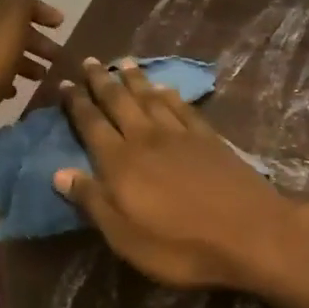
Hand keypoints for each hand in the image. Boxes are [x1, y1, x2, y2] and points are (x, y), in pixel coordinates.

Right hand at [53, 58, 296, 291]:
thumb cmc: (181, 246)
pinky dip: (170, 95)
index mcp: (120, 164)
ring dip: (135, 80)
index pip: (91, 126)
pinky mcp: (210, 138)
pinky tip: (165, 88)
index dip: (76, 105)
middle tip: (90, 61)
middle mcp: (146, 139)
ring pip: (150, 98)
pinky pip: (182, 107)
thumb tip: (58, 172)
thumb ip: (93, 201)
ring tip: (123, 63)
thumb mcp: (126, 237)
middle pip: (119, 103)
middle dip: (102, 81)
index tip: (64, 84)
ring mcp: (181, 135)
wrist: (250, 234)